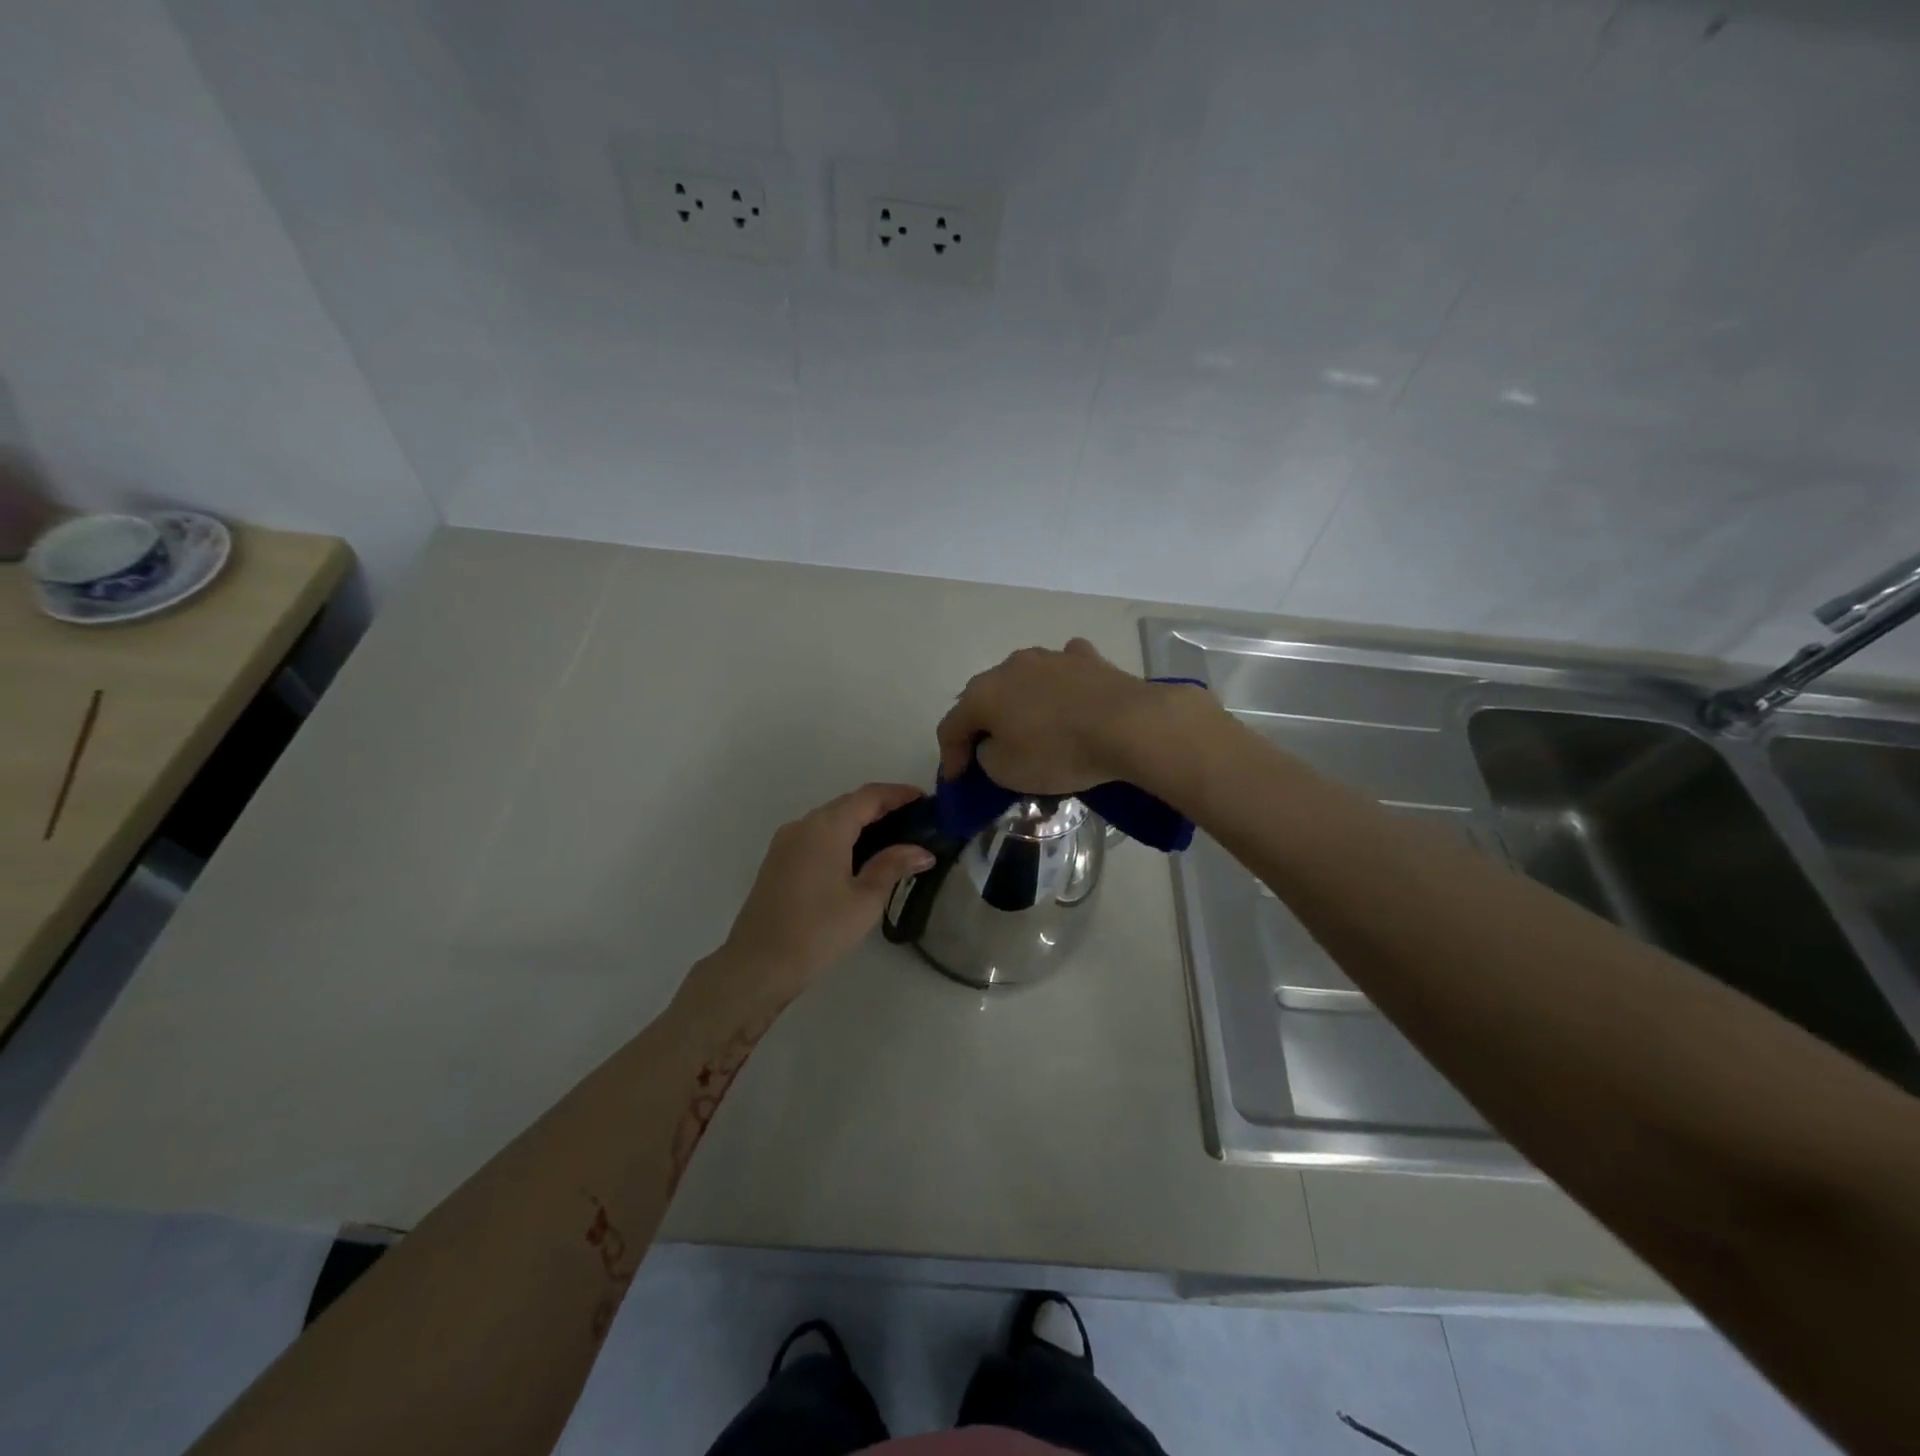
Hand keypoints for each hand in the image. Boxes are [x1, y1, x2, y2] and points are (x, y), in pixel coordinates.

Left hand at [713, 783, 935, 1003]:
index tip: (925, 800)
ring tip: (894, 839)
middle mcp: (803, 824)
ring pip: (831, 820)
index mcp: (826, 827)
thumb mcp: (865, 900)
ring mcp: (786, 842)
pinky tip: (859, 857)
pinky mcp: (778, 861)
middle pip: (849, 804)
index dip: (898, 794)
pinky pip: (816, 836)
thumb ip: (893, 866)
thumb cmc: (818, 931)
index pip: (869, 796)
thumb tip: (922, 851)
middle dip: (882, 807)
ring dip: (861, 822)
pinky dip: (842, 837)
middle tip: (916, 821)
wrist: (758, 965)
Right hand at [937, 638, 1209, 793]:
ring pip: (1022, 680)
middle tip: (986, 751)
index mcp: (983, 693)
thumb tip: (993, 742)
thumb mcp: (1007, 772)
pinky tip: (1067, 697)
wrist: (1127, 725)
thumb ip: (986, 756)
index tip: (957, 780)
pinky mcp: (1086, 658)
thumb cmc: (1058, 752)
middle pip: (984, 697)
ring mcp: (1049, 656)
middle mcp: (1009, 666)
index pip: (951, 725)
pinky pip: (1061, 671)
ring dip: (1019, 703)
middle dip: (981, 724)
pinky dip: (1057, 685)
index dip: (950, 756)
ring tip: (1030, 726)